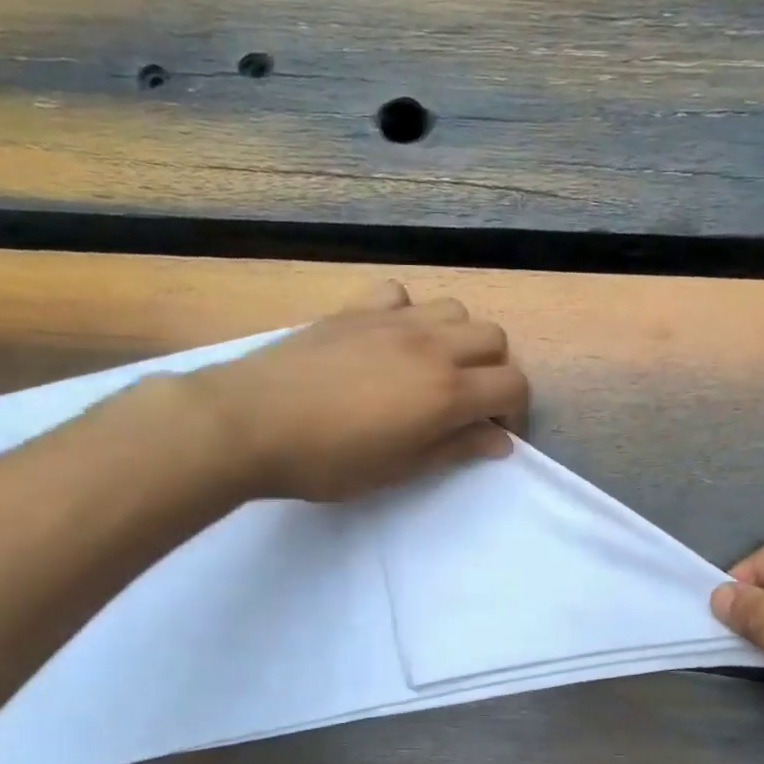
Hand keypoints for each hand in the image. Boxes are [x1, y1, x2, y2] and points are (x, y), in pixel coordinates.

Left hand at [198, 283, 528, 502]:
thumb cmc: (327, 461)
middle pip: (494, 339)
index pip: (513, 386)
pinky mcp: (356, 309)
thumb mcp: (398, 469)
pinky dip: (409, 313)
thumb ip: (455, 449)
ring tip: (433, 369)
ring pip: (455, 309)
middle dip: (493, 371)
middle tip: (467, 403)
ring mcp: (392, 320)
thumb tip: (499, 441)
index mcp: (446, 392)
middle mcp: (431, 346)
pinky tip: (391, 339)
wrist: (249, 423)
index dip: (515, 412)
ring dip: (458, 339)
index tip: (493, 433)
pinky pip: (401, 294)